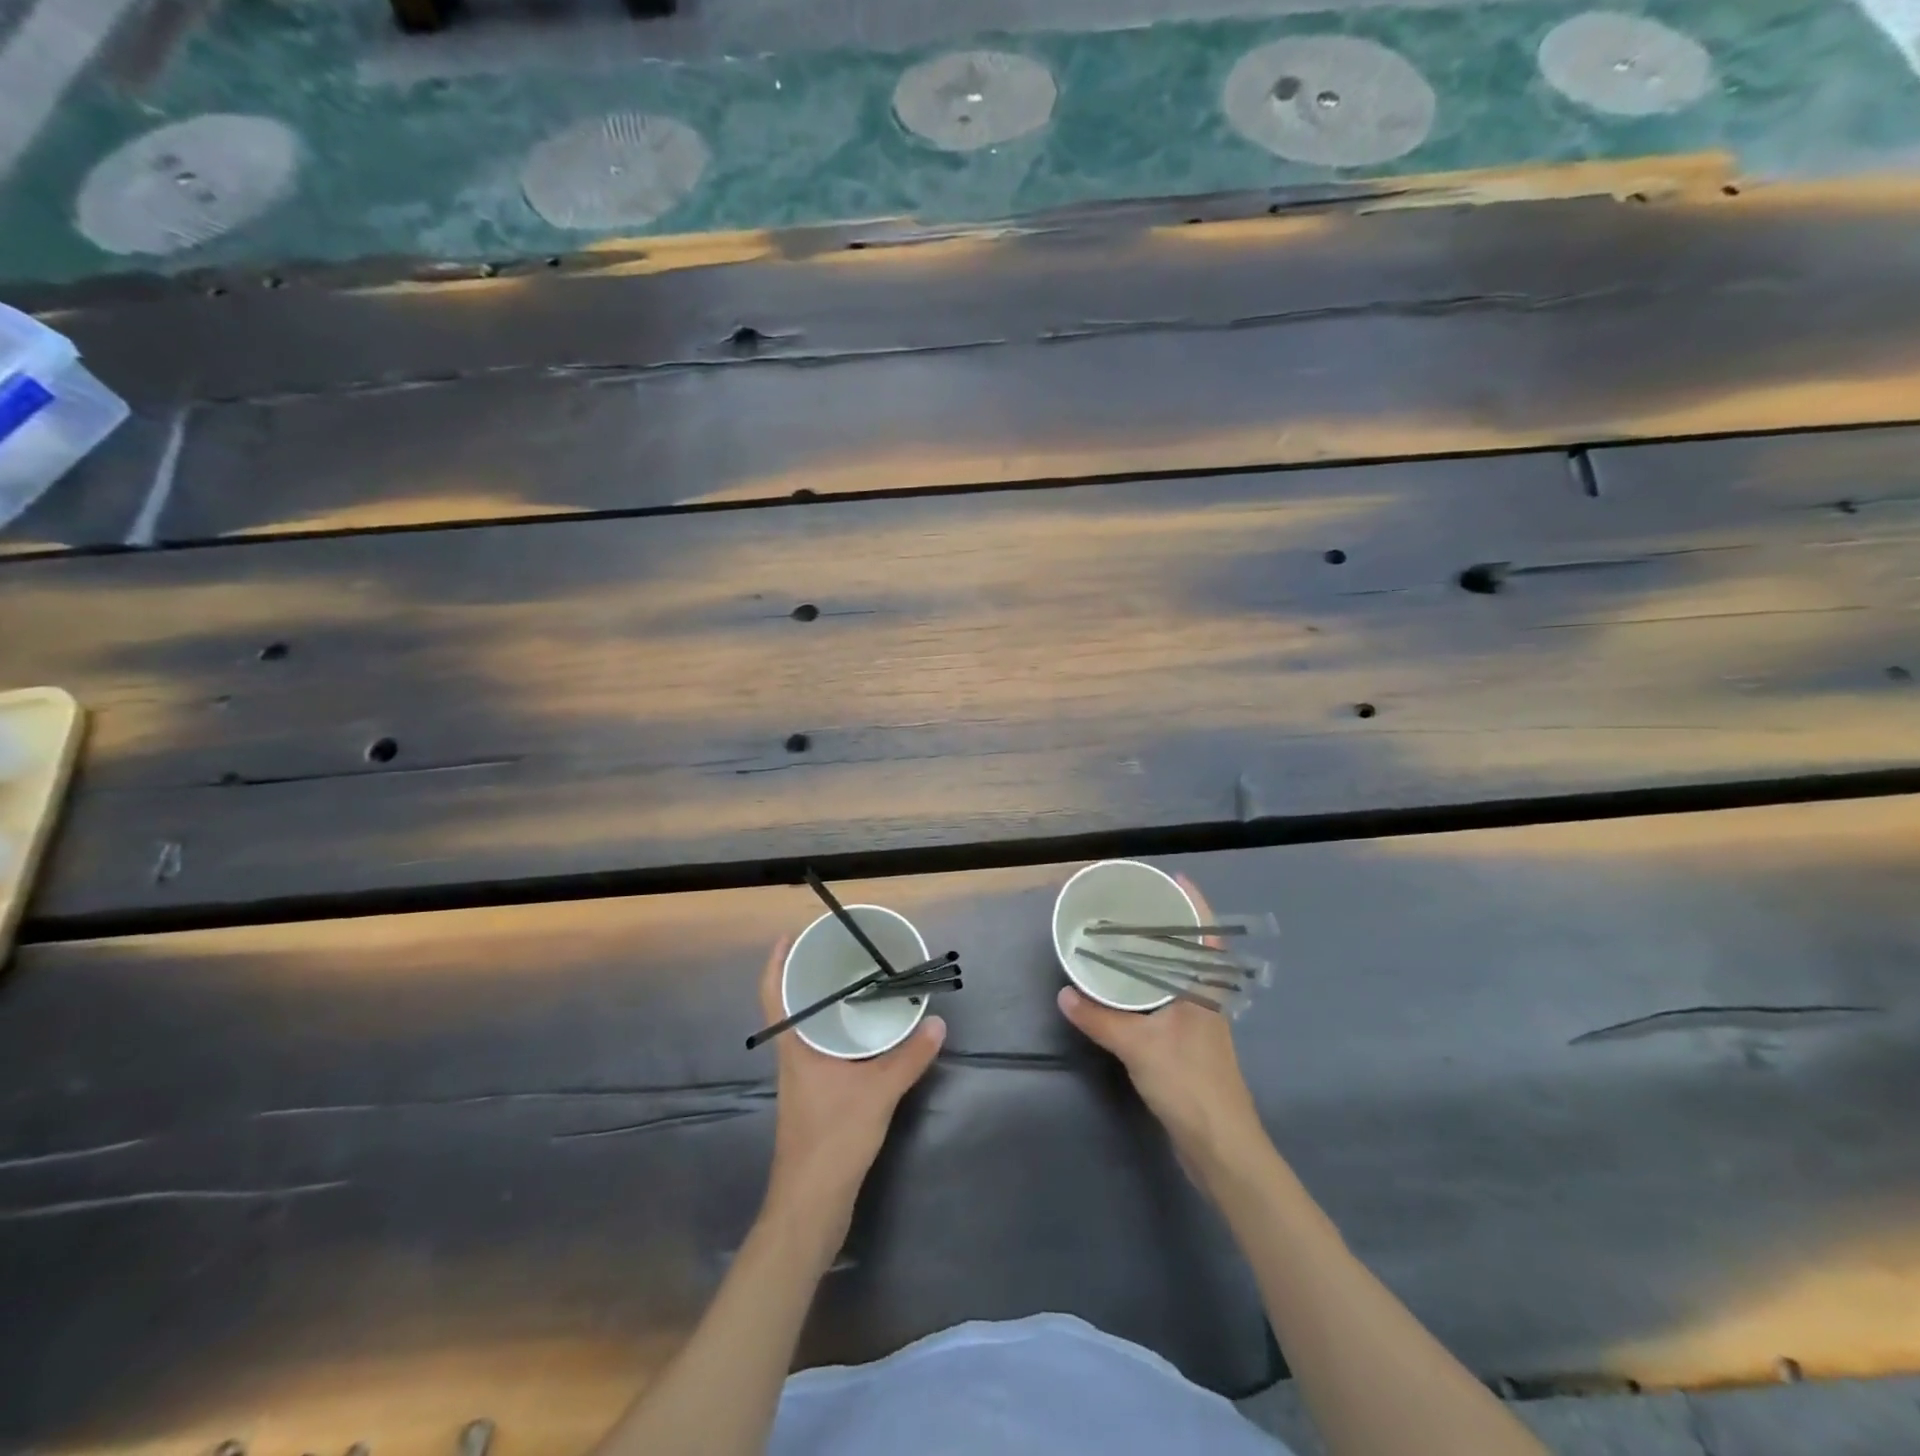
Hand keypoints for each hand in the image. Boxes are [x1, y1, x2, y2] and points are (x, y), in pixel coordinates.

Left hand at [757, 937, 945, 1248]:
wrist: (811, 1205)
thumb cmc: (832, 1139)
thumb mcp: (878, 1092)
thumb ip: (909, 1057)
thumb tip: (937, 1023)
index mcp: (795, 1048)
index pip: (774, 995)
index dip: (777, 963)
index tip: (790, 936)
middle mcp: (793, 1058)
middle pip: (792, 1008)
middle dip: (809, 979)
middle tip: (839, 953)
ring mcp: (802, 1081)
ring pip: (809, 1031)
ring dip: (825, 1007)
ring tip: (856, 985)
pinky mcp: (815, 1100)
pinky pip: (824, 1051)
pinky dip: (839, 1034)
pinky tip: (866, 1036)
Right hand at [1056, 874, 1266, 1184]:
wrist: (1220, 1146)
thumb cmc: (1188, 1083)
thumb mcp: (1138, 1046)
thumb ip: (1100, 1018)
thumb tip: (1065, 994)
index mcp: (1205, 989)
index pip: (1207, 934)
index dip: (1195, 903)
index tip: (1174, 878)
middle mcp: (1207, 999)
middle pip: (1193, 951)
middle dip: (1170, 925)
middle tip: (1135, 905)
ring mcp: (1201, 1024)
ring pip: (1180, 976)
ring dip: (1160, 955)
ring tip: (1126, 938)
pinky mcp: (1190, 1046)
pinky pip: (1168, 1000)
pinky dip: (1151, 985)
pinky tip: (1127, 988)